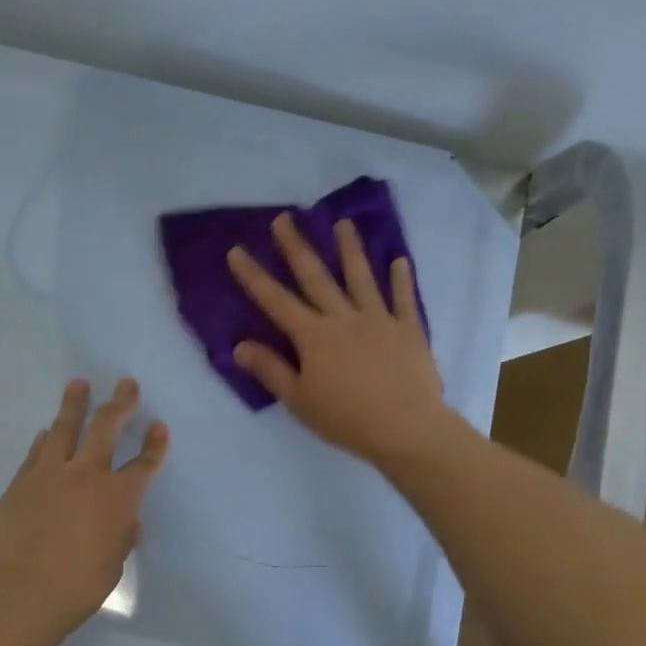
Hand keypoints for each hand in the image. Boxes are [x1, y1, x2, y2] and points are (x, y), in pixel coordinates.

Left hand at [0, 378, 169, 628]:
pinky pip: (37, 452)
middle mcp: (86, 475)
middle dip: (119, 403)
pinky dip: (46, 439)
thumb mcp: (113, 565)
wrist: (19, 593)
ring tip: (79, 384)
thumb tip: (127, 523)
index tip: (159, 426)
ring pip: (64, 428)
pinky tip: (47, 431)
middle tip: (126, 384)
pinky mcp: (21, 482)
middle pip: (106, 428)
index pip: (144, 464)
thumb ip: (121, 537)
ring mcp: (50, 474)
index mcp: (118, 498)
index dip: (155, 444)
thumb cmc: (77, 587)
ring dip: (74, 404)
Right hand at [227, 213, 450, 465]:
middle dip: (297, 246)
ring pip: (361, 277)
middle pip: (316, 277)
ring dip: (351, 249)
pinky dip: (401, 280)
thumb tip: (238, 346)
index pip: (275, 300)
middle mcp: (343, 318)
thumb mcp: (298, 400)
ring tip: (344, 223)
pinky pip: (403, 299)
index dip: (254, 276)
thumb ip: (270, 370)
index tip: (236, 250)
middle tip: (285, 217)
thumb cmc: (346, 419)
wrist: (406, 427)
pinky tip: (399, 261)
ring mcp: (379, 319)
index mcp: (313, 336)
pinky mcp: (408, 330)